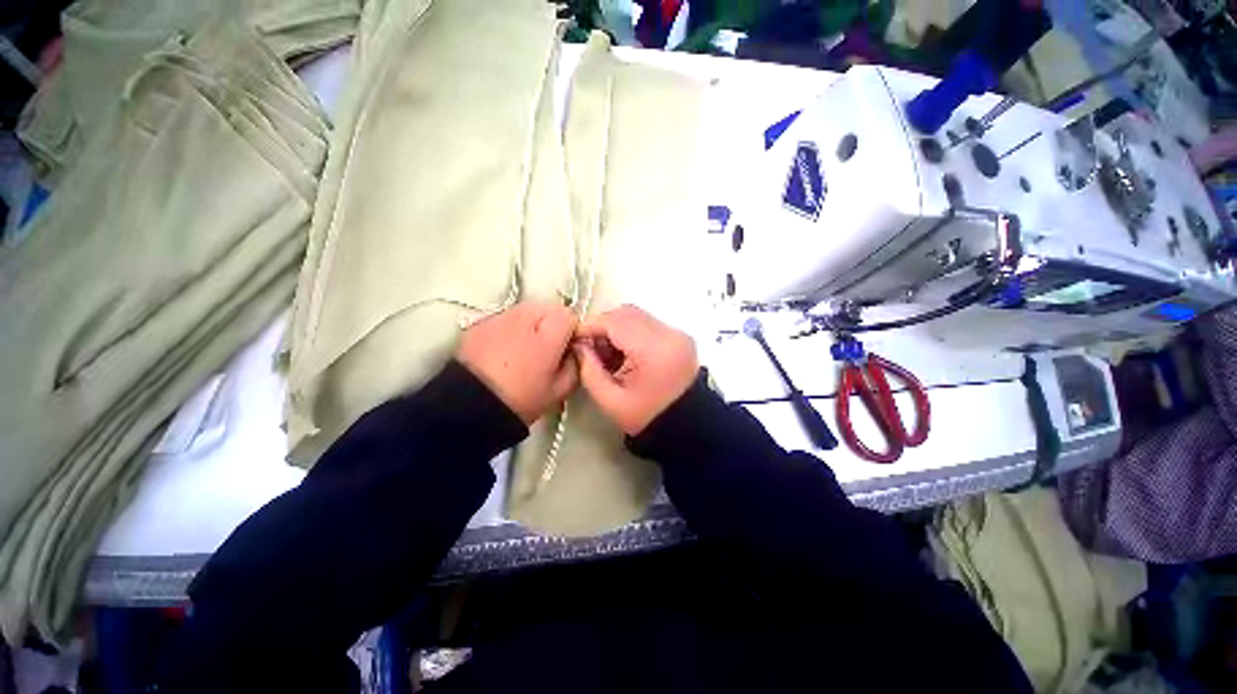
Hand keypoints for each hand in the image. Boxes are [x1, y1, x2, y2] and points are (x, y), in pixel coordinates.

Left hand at [457, 303, 578, 423]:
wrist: (470, 407)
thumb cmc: (520, 400)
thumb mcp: (559, 390)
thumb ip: (575, 365)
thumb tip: (577, 350)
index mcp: (547, 335)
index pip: (569, 315)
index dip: (572, 329)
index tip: (569, 345)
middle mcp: (524, 319)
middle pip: (548, 307)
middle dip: (553, 322)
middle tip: (549, 346)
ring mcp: (500, 317)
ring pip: (526, 309)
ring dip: (532, 322)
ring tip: (526, 346)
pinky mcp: (481, 322)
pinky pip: (506, 317)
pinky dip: (511, 326)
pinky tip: (506, 348)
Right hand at [573, 305, 697, 434]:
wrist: (685, 426)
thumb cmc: (647, 418)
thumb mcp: (610, 400)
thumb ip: (588, 369)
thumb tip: (579, 344)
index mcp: (654, 351)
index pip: (615, 322)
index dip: (590, 326)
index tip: (575, 338)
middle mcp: (669, 334)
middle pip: (626, 313)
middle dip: (602, 326)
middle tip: (591, 348)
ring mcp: (678, 333)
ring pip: (637, 315)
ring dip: (616, 328)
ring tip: (608, 354)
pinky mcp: (680, 336)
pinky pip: (648, 323)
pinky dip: (631, 332)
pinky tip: (625, 353)